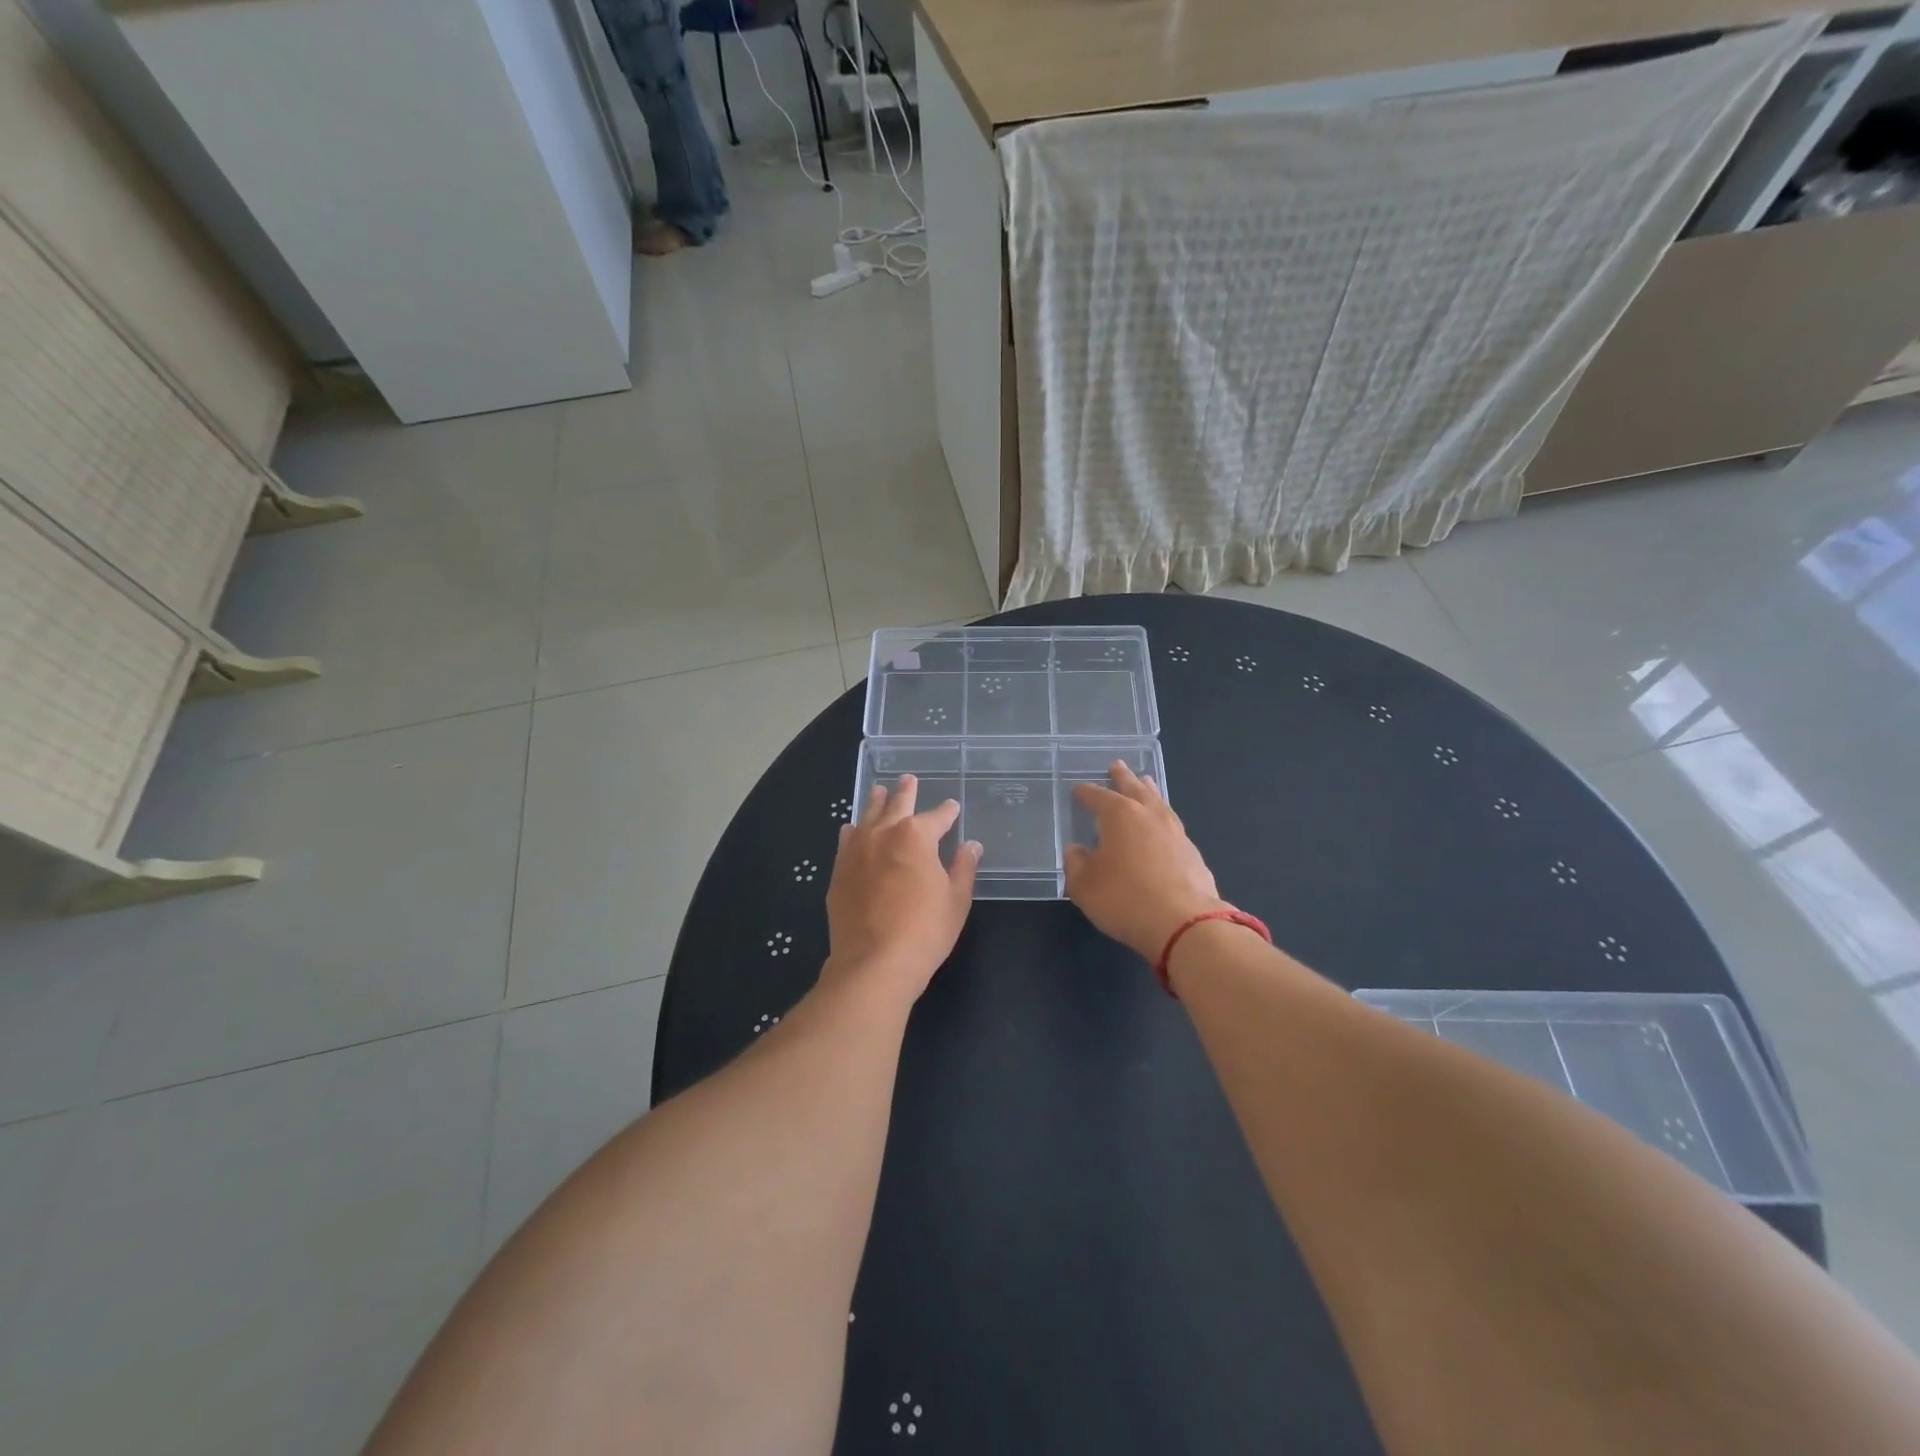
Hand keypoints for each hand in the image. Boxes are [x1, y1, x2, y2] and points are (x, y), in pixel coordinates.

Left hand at [824, 775, 980, 1006]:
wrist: (873, 962)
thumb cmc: (925, 931)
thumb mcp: (956, 900)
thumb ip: (963, 868)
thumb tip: (971, 845)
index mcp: (917, 836)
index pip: (938, 817)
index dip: (947, 811)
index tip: (952, 807)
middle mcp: (884, 833)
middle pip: (897, 805)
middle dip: (906, 792)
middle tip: (908, 779)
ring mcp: (856, 850)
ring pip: (867, 816)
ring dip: (876, 802)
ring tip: (880, 791)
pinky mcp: (839, 871)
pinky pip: (846, 840)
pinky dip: (853, 831)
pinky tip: (852, 829)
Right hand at [1065, 761, 1226, 961]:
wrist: (1184, 923)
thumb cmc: (1125, 899)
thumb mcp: (1084, 885)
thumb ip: (1076, 863)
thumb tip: (1076, 850)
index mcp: (1119, 814)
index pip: (1097, 796)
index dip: (1085, 793)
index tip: (1077, 790)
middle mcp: (1148, 814)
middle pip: (1133, 788)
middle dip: (1122, 778)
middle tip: (1117, 766)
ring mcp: (1174, 831)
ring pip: (1157, 801)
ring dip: (1147, 791)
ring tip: (1144, 783)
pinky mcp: (1192, 851)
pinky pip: (1171, 823)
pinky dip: (1161, 817)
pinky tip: (1161, 826)